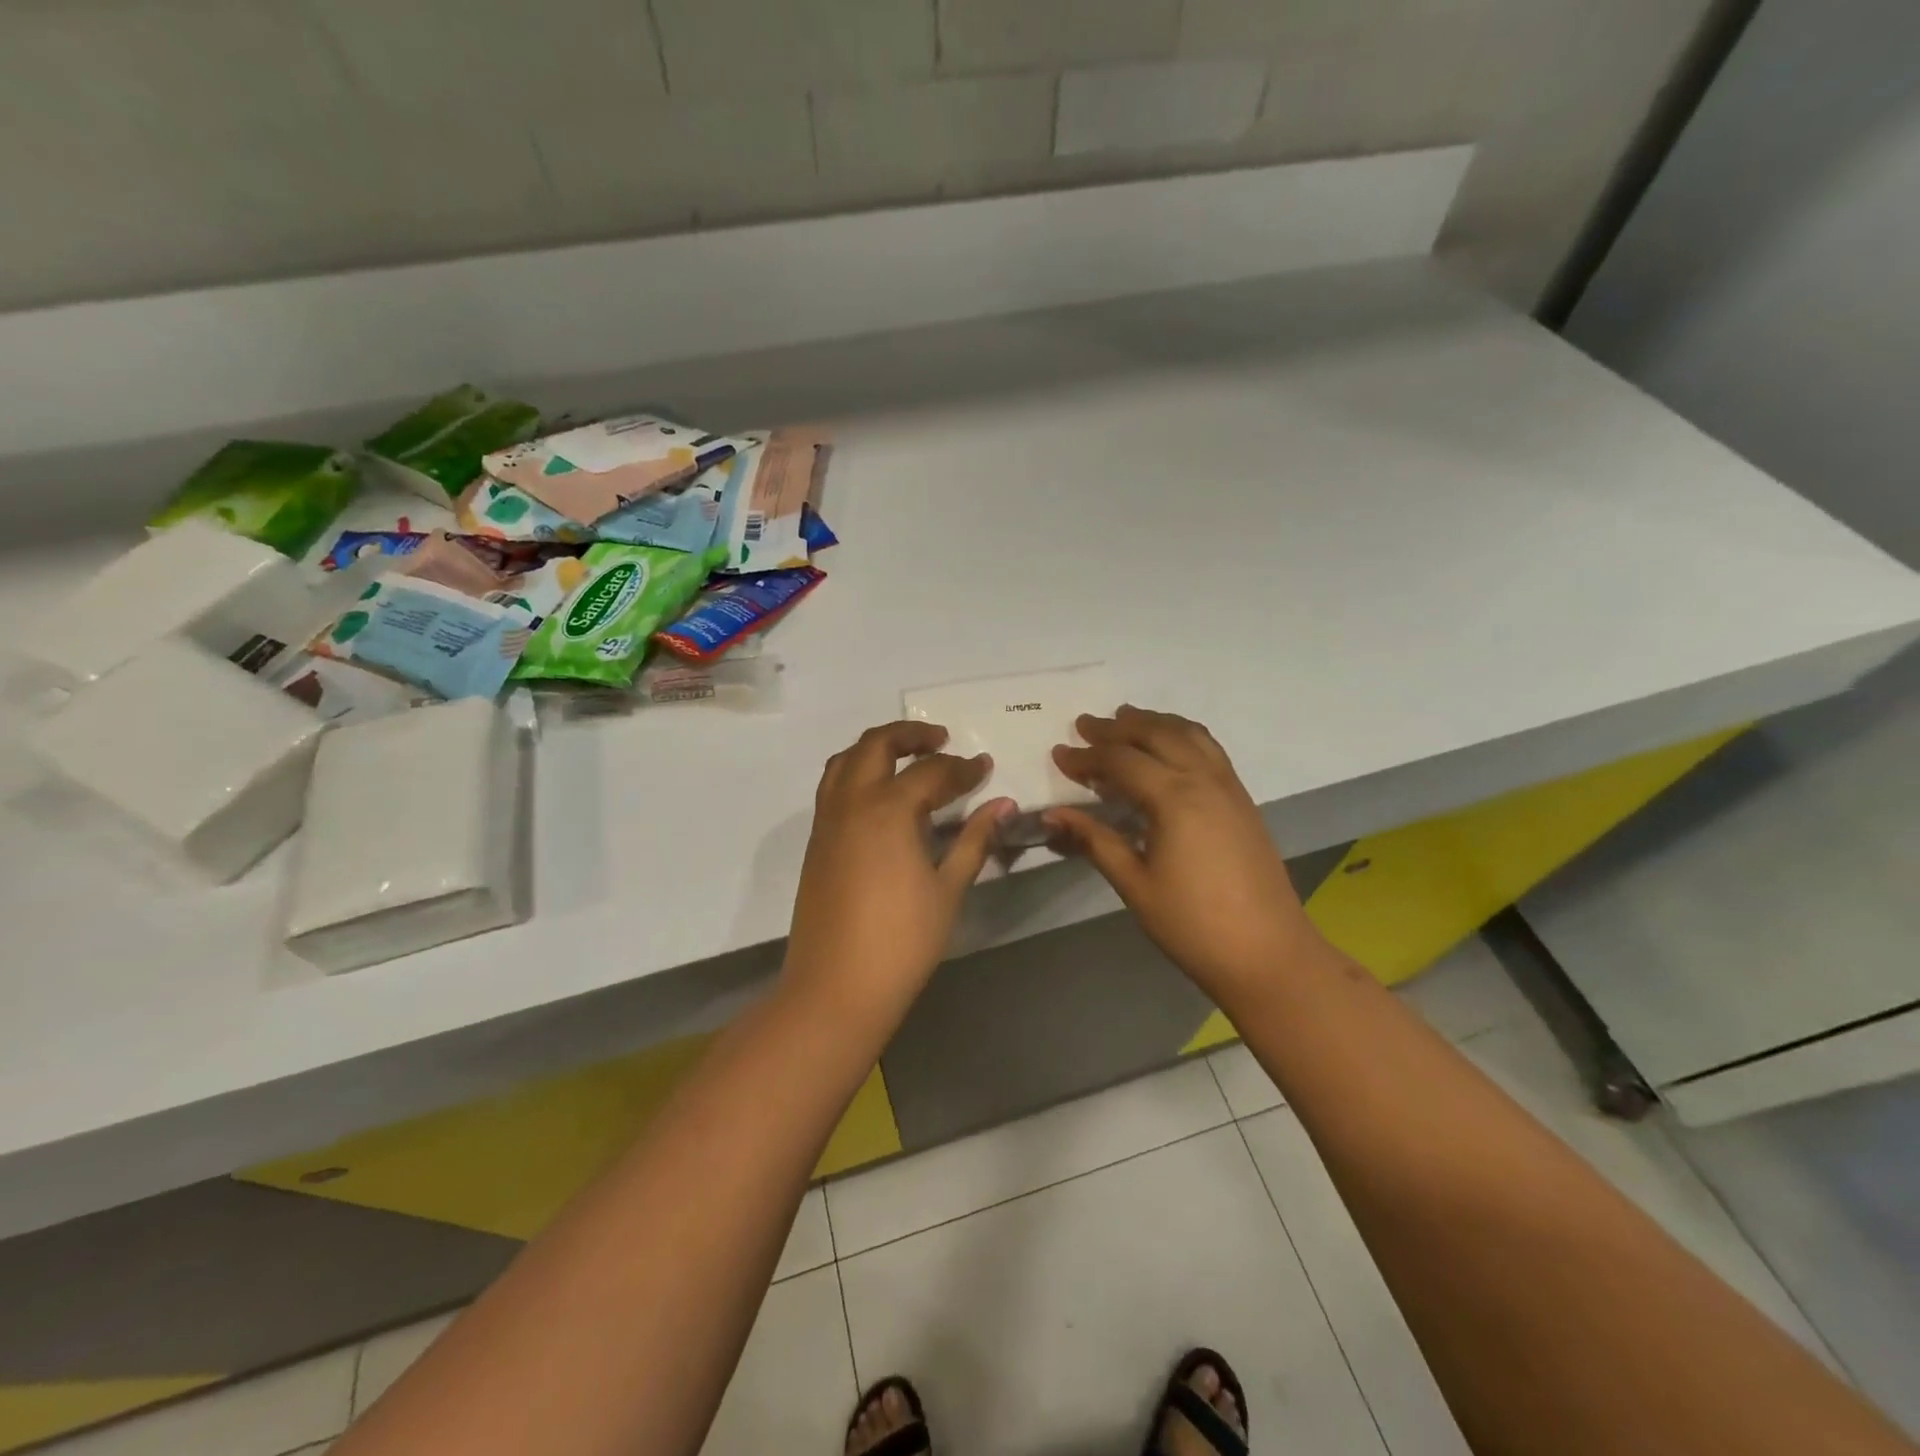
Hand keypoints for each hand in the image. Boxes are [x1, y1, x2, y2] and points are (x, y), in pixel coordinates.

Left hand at [784, 721, 1013, 1025]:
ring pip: (845, 760)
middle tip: (941, 740)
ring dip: (876, 748)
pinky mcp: (815, 842)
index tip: (985, 767)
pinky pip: (833, 786)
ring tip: (907, 759)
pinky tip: (881, 797)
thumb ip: (975, 840)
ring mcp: (827, 821)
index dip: (962, 768)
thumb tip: (1003, 805)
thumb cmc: (902, 941)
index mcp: (888, 810)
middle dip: (911, 734)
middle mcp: (851, 802)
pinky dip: (857, 772)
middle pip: (877, 744)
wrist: (836, 988)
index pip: (931, 772)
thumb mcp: (948, 889)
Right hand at [1047, 706, 1329, 1005]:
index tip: (1058, 754)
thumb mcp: (1135, 884)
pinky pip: (1209, 748)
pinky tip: (1170, 745)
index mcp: (1174, 798)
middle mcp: (1203, 779)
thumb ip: (1094, 841)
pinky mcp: (1242, 800)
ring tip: (1126, 718)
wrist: (1269, 954)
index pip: (1121, 762)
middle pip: (1155, 734)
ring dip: (1154, 721)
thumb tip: (1052, 814)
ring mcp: (1228, 786)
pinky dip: (1182, 734)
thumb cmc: (1193, 925)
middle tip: (1085, 725)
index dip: (1086, 757)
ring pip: (1188, 733)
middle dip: (1117, 727)